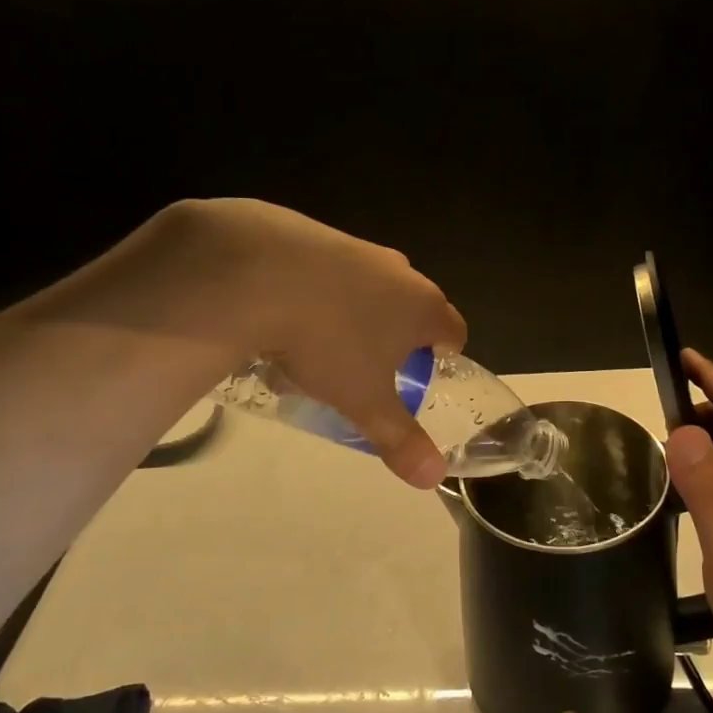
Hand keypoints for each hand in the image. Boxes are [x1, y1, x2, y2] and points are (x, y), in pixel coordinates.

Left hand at [171, 200, 467, 487]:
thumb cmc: (328, 341)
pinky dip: (320, 291)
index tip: (420, 377)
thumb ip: (400, 439)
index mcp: (423, 307)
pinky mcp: (316, 233)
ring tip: (321, 346)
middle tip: (369, 369)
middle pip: (413, 307)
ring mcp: (358, 248)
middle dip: (397, 337)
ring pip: (371, 287)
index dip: (443, 357)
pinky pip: (331, 270)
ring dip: (358, 313)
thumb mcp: (364, 401)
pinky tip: (287, 313)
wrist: (258, 271)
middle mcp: (400, 271)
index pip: (454, 331)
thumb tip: (433, 479)